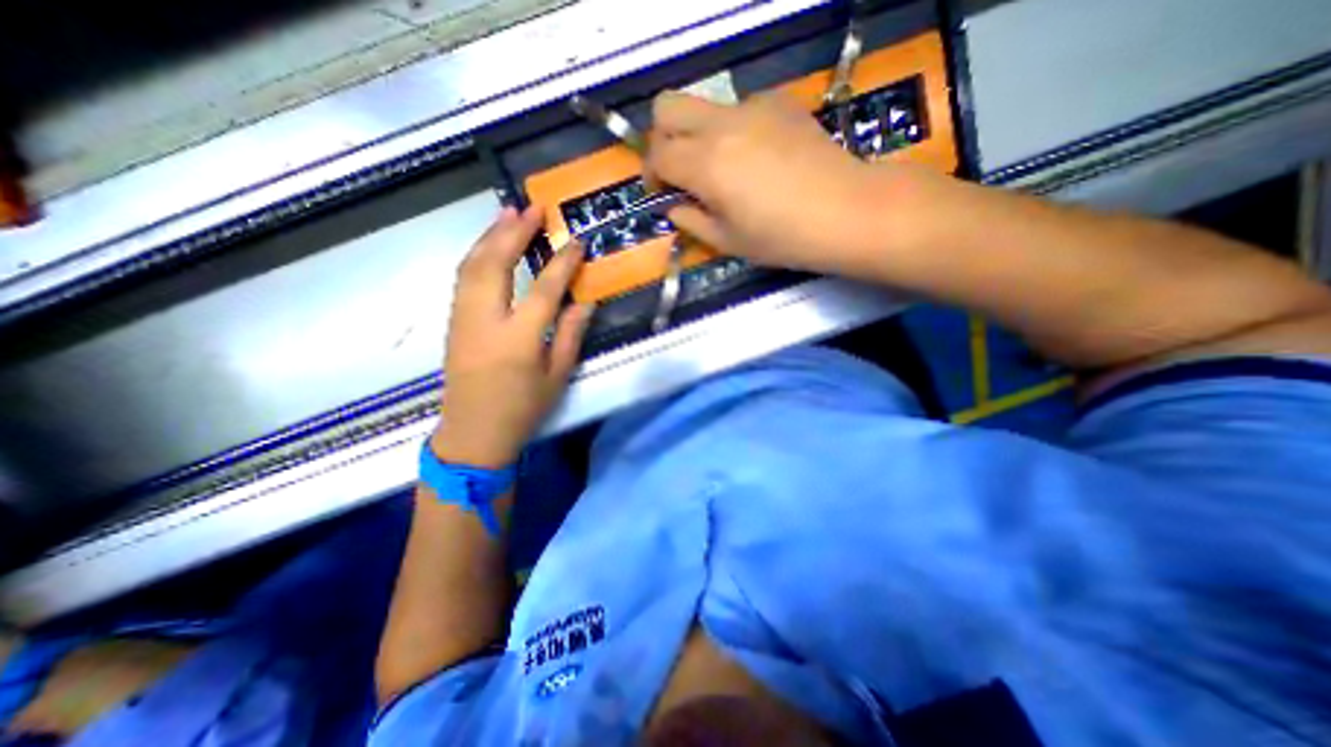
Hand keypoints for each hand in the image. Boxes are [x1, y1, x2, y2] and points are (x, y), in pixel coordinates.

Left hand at [432, 203, 592, 468]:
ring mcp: (463, 319)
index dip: (562, 263)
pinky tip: (490, 244)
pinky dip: (477, 254)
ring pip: (471, 265)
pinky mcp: (453, 322)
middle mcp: (486, 321)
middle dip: (513, 232)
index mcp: (518, 339)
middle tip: (532, 208)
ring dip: (490, 235)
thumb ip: (571, 335)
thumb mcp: (557, 376)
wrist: (473, 433)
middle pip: (494, 264)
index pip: (543, 289)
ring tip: (508, 213)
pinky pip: (463, 278)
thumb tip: (585, 301)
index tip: (576, 241)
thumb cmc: (523, 409)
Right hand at [646, 90, 916, 276]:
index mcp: (706, 164)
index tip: (662, 194)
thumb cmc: (782, 237)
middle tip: (678, 170)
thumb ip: (691, 221)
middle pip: (667, 107)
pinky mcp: (779, 102)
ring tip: (724, 169)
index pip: (657, 154)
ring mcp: (753, 107)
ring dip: (698, 134)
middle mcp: (722, 125)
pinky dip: (732, 130)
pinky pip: (739, 107)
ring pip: (704, 106)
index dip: (651, 175)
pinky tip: (756, 157)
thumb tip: (674, 206)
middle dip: (661, 138)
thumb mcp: (728, 242)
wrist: (845, 211)